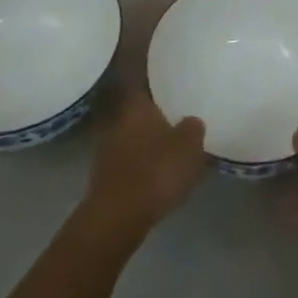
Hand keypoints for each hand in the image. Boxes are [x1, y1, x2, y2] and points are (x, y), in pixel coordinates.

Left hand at [84, 88, 206, 238]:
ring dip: (147, 139)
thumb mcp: (189, 146)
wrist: (117, 217)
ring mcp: (107, 148)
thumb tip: (191, 120)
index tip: (171, 80)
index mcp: (136, 105)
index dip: (157, 79)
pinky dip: (141, 162)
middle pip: (138, 110)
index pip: (144, 80)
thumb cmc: (156, 171)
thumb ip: (192, 128)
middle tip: (175, 114)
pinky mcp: (105, 175)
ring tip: (169, 144)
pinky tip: (156, 171)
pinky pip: (128, 159)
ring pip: (132, 135)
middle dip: (154, 113)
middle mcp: (117, 120)